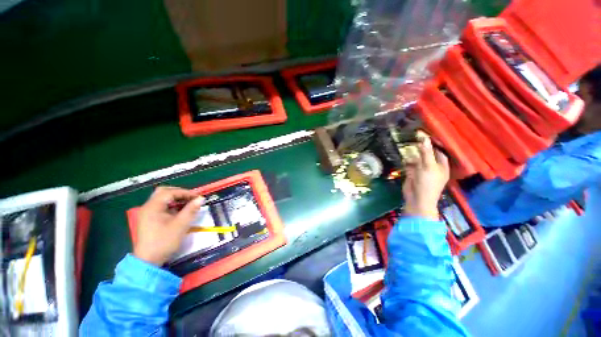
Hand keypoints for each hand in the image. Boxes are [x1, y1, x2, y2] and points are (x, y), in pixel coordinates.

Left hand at [134, 186, 204, 265]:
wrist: (148, 261)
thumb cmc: (164, 241)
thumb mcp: (181, 225)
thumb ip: (191, 209)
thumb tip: (201, 198)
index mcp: (153, 207)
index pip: (170, 192)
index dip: (185, 192)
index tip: (197, 197)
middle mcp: (148, 207)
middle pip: (163, 192)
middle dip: (179, 193)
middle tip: (191, 198)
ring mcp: (147, 213)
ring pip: (162, 199)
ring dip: (176, 199)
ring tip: (188, 204)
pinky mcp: (149, 219)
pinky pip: (161, 207)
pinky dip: (171, 206)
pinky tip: (180, 212)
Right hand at [402, 135, 448, 220]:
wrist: (417, 198)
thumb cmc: (427, 183)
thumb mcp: (428, 166)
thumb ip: (425, 152)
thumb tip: (424, 138)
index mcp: (442, 166)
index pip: (439, 152)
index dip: (434, 144)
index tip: (426, 135)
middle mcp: (433, 167)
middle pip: (428, 154)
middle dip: (422, 147)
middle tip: (414, 137)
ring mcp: (422, 170)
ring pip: (418, 159)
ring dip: (413, 153)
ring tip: (407, 144)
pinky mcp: (412, 174)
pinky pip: (410, 164)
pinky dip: (407, 160)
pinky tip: (403, 155)